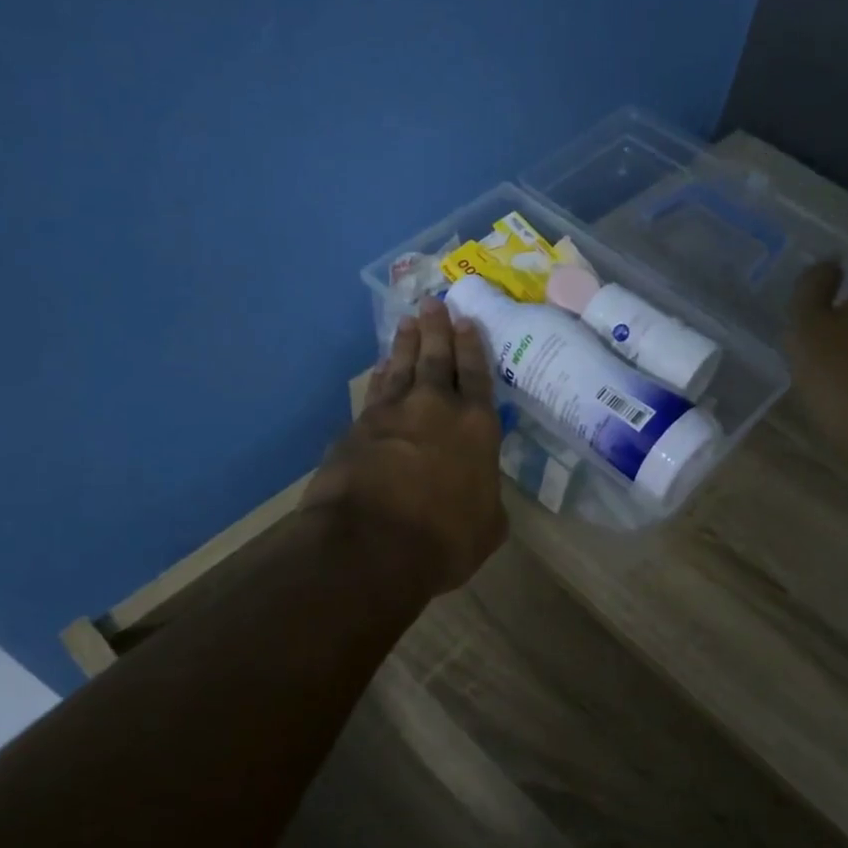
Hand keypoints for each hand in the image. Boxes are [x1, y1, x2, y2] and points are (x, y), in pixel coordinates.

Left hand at [303, 298, 506, 596]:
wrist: (370, 544)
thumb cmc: (443, 540)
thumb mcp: (488, 527)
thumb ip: (488, 500)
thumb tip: (481, 494)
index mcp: (477, 428)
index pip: (477, 376)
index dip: (473, 347)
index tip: (466, 321)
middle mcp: (437, 408)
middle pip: (438, 359)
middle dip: (437, 329)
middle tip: (433, 303)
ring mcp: (394, 413)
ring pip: (403, 367)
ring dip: (406, 343)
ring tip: (408, 321)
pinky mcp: (359, 427)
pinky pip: (375, 391)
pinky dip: (381, 375)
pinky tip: (381, 366)